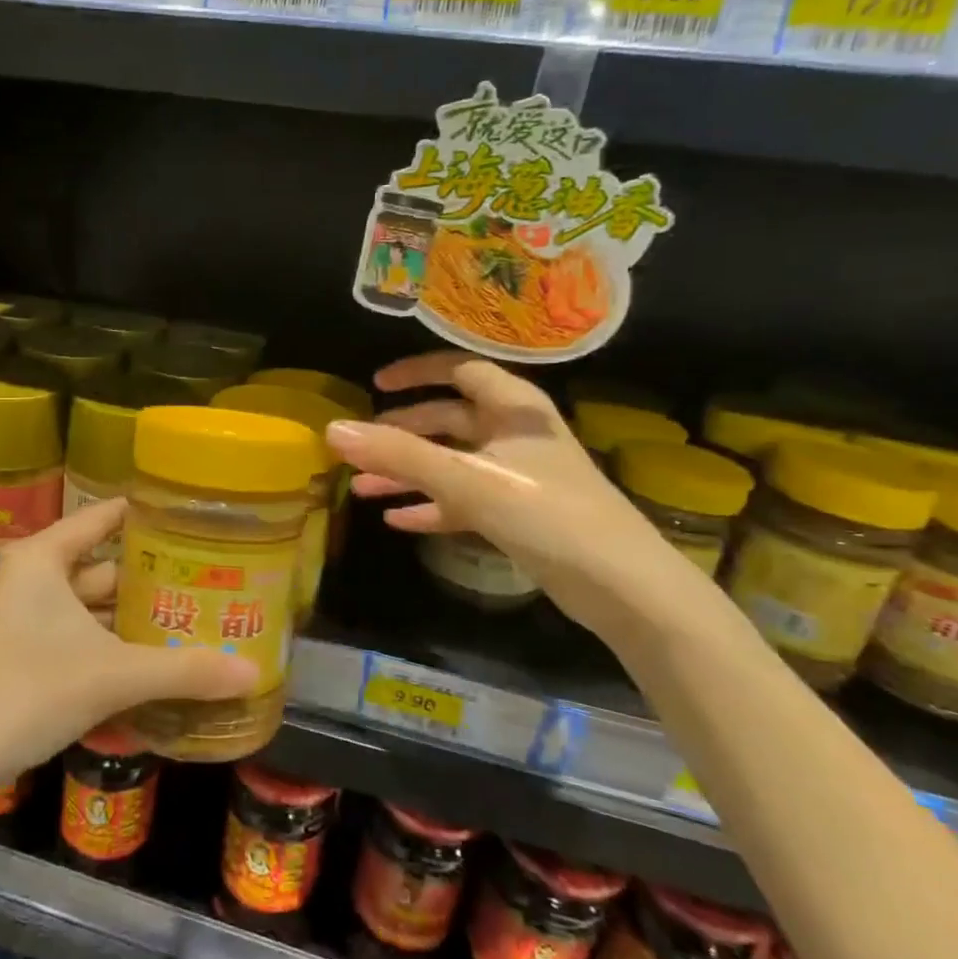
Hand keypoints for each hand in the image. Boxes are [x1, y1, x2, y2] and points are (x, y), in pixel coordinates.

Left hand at [0, 499, 258, 777]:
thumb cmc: (32, 689)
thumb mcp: (115, 674)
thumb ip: (185, 670)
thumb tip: (254, 672)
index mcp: (44, 558)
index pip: (103, 518)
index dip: (147, 517)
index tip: (193, 520)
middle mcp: (31, 578)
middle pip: (103, 566)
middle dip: (151, 578)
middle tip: (207, 579)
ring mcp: (23, 617)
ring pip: (91, 606)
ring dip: (132, 617)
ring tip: (190, 619)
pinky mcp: (20, 653)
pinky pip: (77, 635)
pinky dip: (111, 645)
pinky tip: (151, 661)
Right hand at [325, 352, 704, 640]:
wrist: (625, 588)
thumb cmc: (548, 516)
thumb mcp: (468, 480)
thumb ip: (399, 455)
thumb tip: (332, 431)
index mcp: (514, 409)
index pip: (460, 370)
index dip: (417, 372)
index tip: (376, 384)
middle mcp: (515, 434)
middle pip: (449, 418)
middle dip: (402, 431)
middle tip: (361, 445)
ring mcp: (517, 476)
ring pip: (451, 463)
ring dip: (408, 473)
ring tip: (361, 488)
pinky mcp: (518, 515)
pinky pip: (463, 500)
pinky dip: (432, 506)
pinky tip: (398, 520)